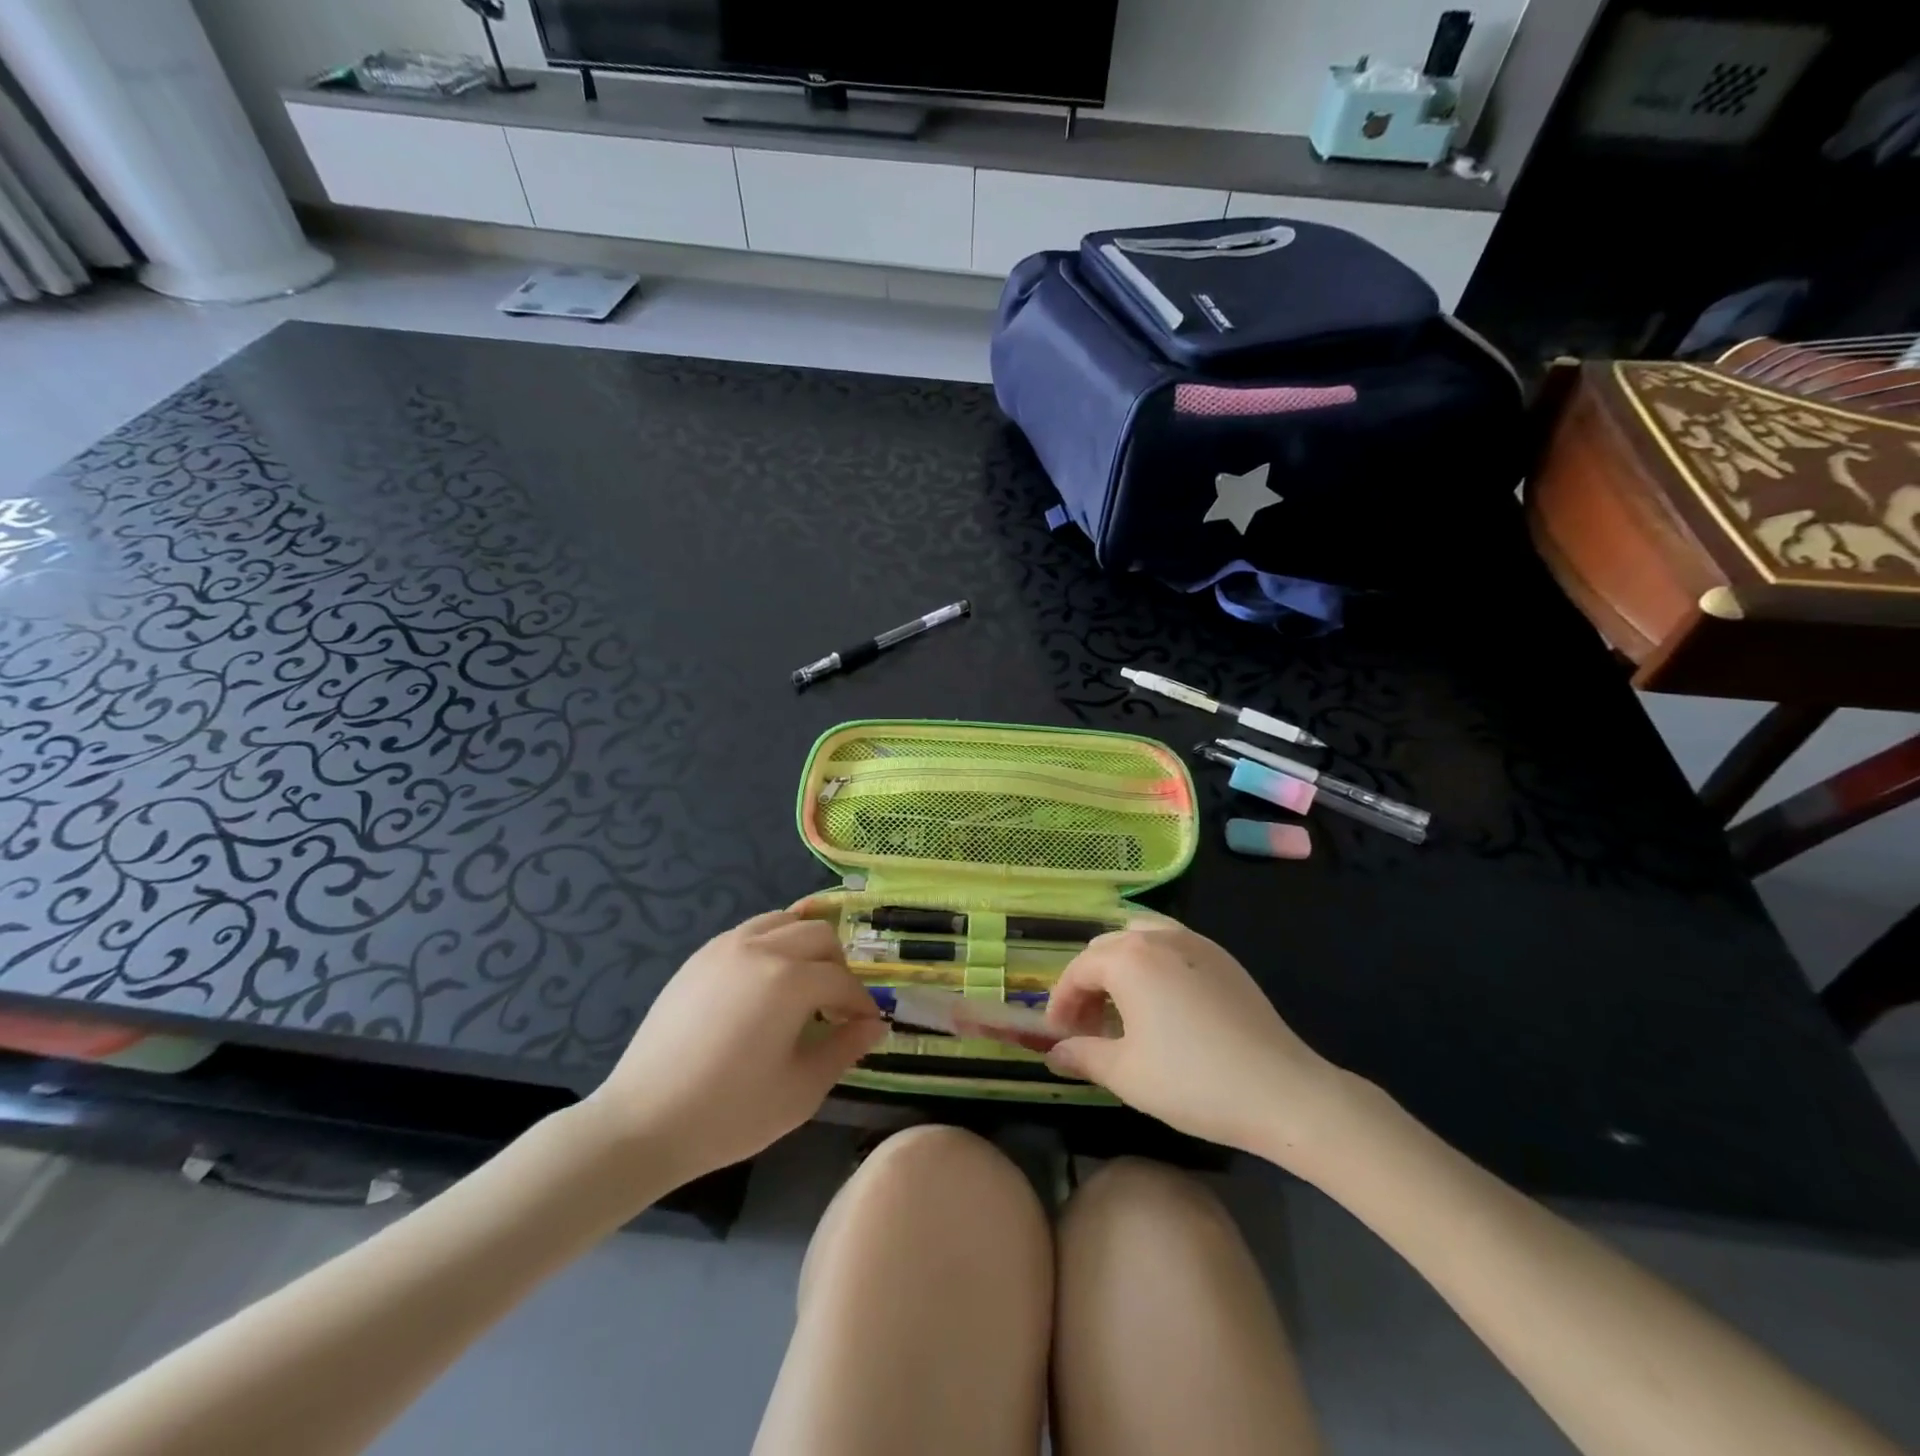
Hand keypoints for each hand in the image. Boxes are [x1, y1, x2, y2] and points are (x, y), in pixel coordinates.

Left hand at [582, 911, 884, 1187]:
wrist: (643, 1123)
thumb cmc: (730, 1113)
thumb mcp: (801, 1089)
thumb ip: (844, 1048)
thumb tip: (875, 1025)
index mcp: (789, 980)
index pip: (842, 980)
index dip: (862, 1004)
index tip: (868, 1027)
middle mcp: (760, 948)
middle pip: (819, 935)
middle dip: (838, 967)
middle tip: (836, 1008)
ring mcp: (725, 947)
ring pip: (784, 921)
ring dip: (805, 946)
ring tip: (803, 986)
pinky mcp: (699, 957)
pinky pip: (750, 931)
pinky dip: (772, 944)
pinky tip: (766, 984)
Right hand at [1044, 918, 1354, 1166]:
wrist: (1282, 1091)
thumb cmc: (1193, 1081)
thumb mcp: (1125, 1074)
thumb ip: (1082, 1055)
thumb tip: (1053, 1053)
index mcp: (1129, 959)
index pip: (1078, 970)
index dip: (1060, 1002)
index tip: (1057, 1035)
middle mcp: (1158, 937)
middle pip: (1106, 949)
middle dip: (1088, 984)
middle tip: (1087, 1027)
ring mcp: (1195, 942)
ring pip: (1139, 939)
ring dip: (1119, 968)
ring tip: (1121, 1009)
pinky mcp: (1222, 958)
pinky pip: (1171, 945)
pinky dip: (1151, 965)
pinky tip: (1161, 1005)